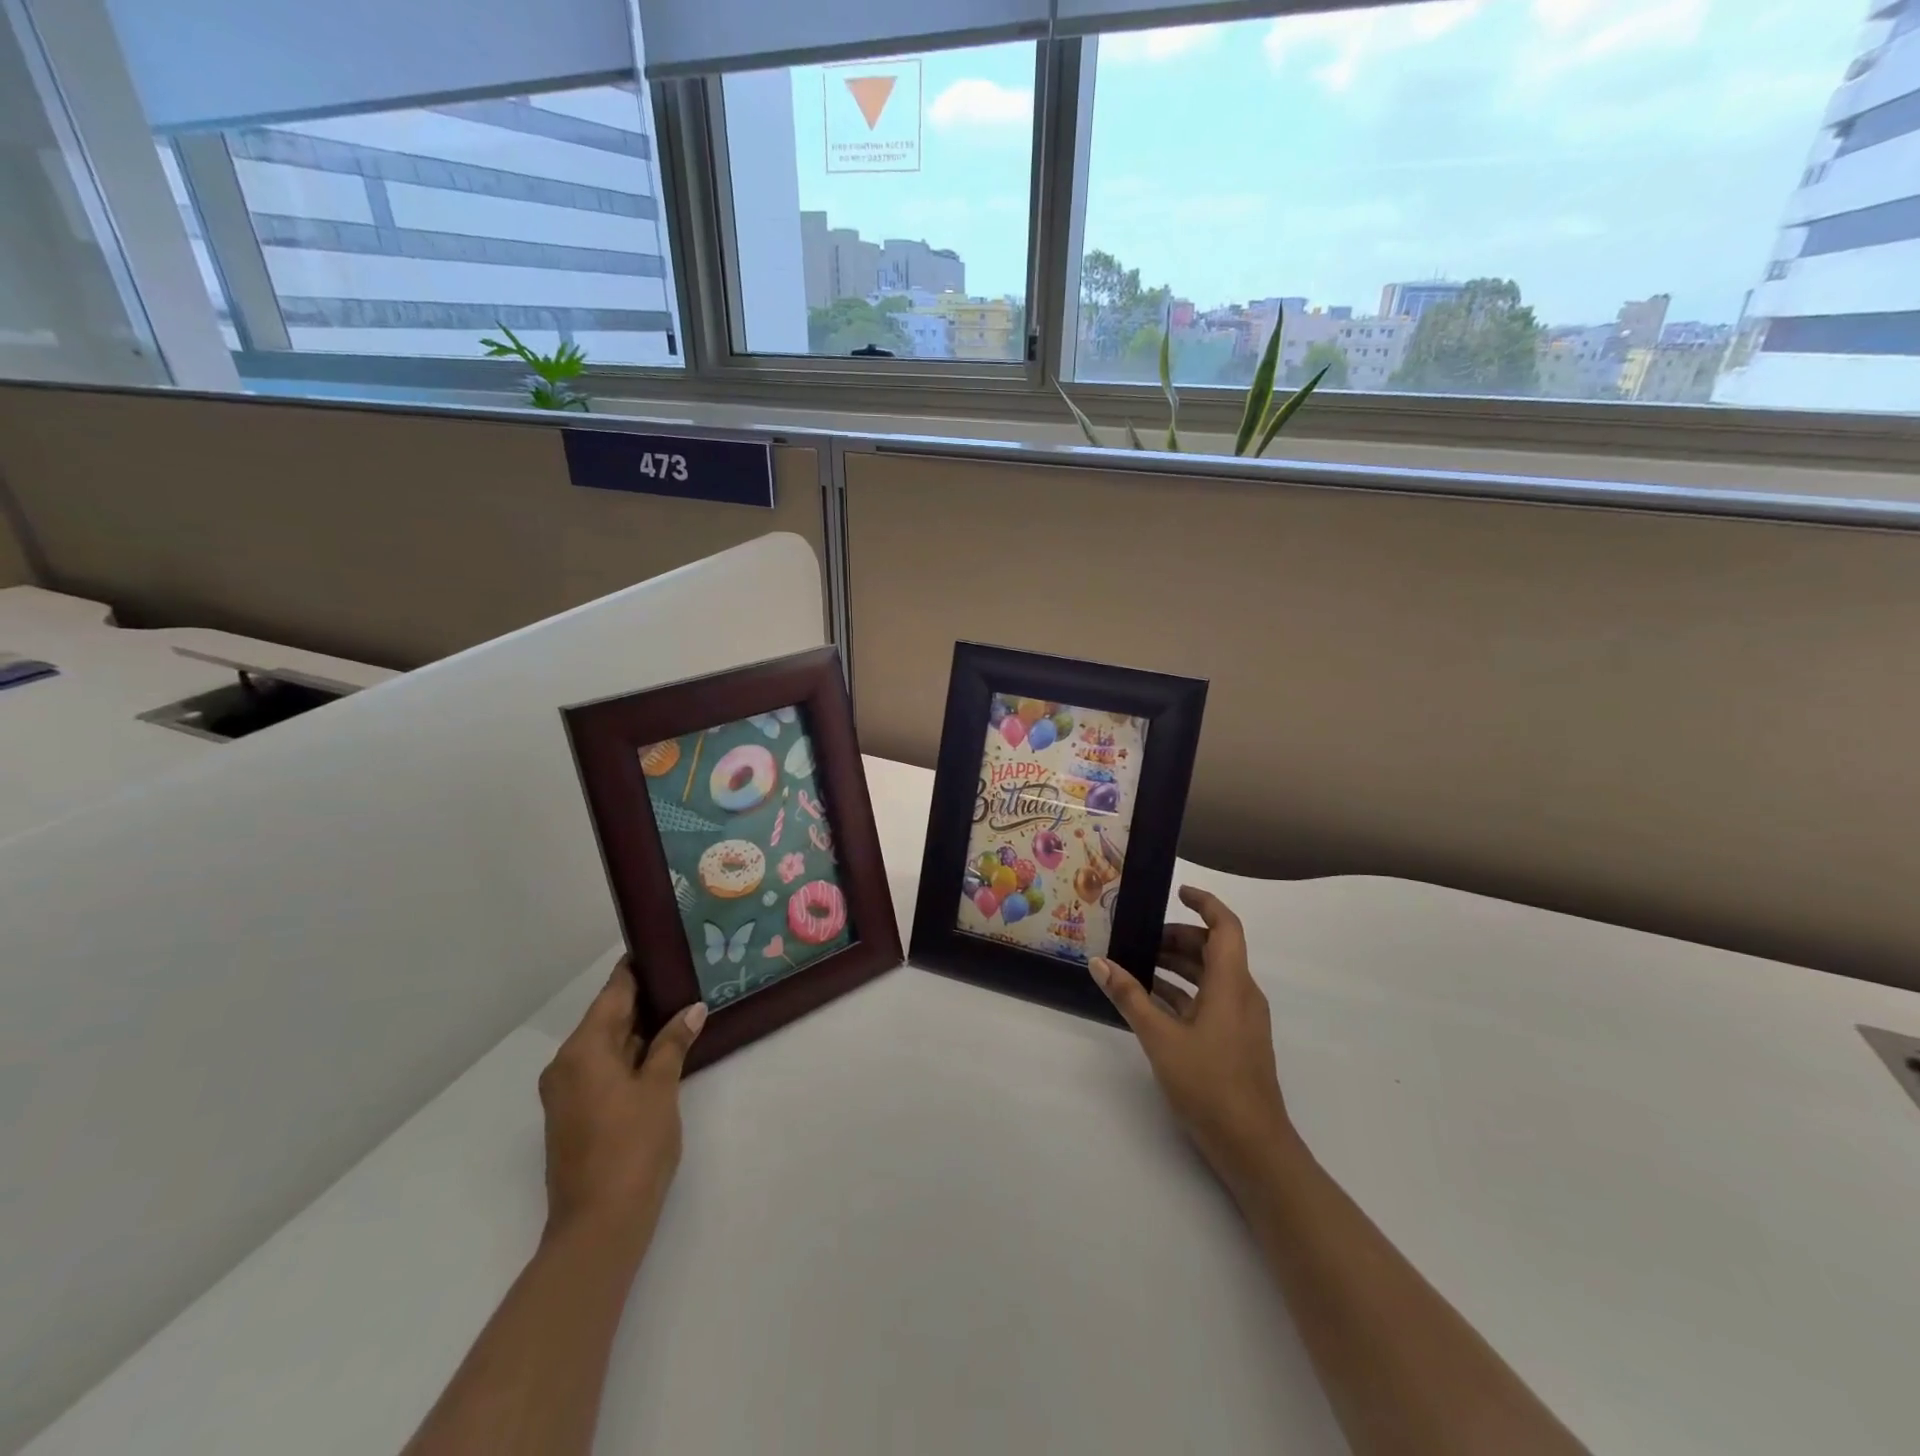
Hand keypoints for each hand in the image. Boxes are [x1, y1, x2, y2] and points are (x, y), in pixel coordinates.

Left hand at [537, 961, 705, 1252]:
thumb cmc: (632, 1147)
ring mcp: (567, 1092)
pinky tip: (662, 1049)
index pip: (613, 993)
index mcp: (583, 1050)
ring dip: (640, 1029)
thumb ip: (673, 1043)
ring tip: (681, 1006)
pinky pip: (603, 1068)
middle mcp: (567, 1064)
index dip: (637, 969)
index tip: (662, 948)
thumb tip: (692, 1009)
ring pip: (607, 1045)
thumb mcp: (660, 1088)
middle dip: (644, 999)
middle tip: (684, 976)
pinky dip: (630, 1055)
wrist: (598, 1225)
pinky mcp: (575, 1114)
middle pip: (608, 1018)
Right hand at [1089, 886, 1295, 1185]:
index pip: (1225, 926)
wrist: (1254, 1148)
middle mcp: (1241, 994)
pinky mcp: (1235, 1042)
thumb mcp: (1161, 1038)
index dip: (1205, 903)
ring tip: (1138, 966)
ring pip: (1211, 976)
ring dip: (1178, 966)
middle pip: (1214, 950)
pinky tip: (1151, 1002)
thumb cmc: (1210, 1085)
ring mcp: (1241, 1020)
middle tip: (1140, 938)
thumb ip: (1130, 997)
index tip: (1177, 891)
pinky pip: (1209, 1001)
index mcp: (1231, 984)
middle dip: (1178, 938)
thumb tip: (1099, 963)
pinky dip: (1183, 993)